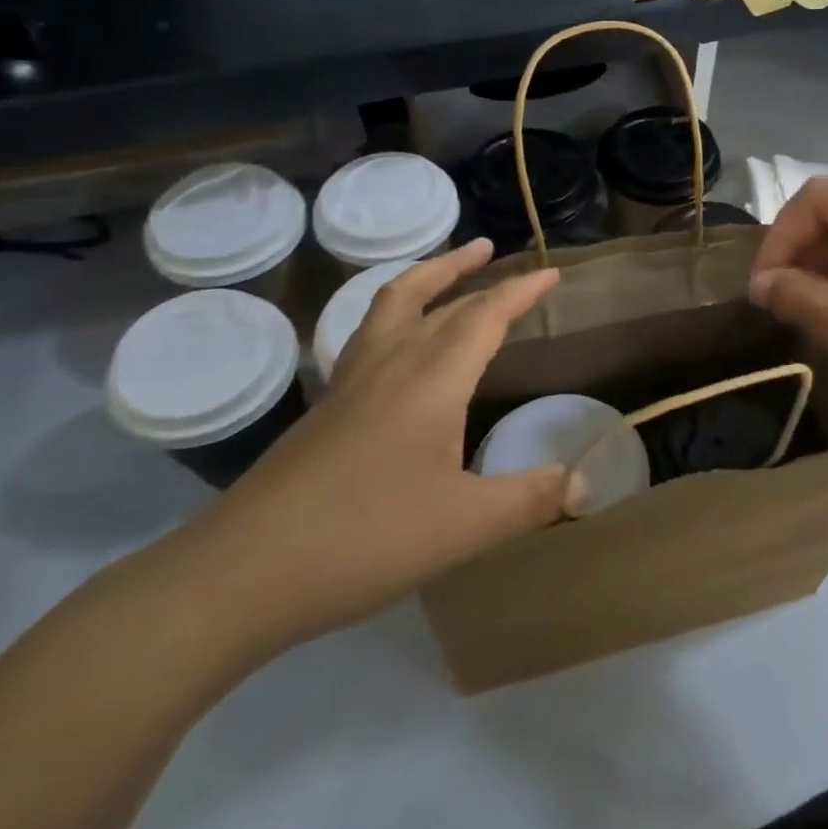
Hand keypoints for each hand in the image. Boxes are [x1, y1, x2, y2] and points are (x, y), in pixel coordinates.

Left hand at [172, 239, 572, 655]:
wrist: (242, 572)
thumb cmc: (365, 539)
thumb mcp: (465, 527)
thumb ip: (530, 500)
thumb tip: (585, 483)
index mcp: (431, 379)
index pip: (484, 316)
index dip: (520, 291)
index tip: (550, 272)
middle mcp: (390, 364)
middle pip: (437, 300)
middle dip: (474, 274)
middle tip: (499, 256)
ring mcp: (349, 382)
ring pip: (391, 305)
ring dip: (425, 278)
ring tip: (448, 269)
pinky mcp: (324, 407)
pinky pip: (368, 334)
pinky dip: (395, 314)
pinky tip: (397, 343)